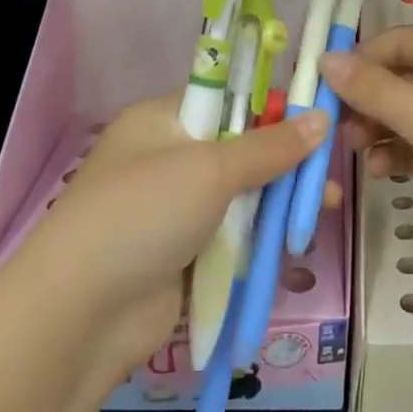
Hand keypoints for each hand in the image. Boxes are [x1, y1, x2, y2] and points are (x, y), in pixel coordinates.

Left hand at [12, 94, 329, 371]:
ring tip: (326, 206)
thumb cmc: (143, 215)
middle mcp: (169, 158)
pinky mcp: (188, 252)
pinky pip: (237, 233)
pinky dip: (266, 234)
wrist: (82, 315)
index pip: (227, 97)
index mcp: (162, 121)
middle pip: (242, 147)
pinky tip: (299, 237)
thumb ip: (270, 147)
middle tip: (330, 167)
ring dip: (283, 198)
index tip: (319, 114)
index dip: (272, 103)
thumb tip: (323, 119)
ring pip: (245, 193)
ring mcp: (178, 208)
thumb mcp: (210, 169)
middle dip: (288, 158)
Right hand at [320, 27, 412, 292]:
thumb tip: (325, 59)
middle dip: (366, 100)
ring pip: (409, 117)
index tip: (319, 88)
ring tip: (357, 151)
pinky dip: (400, 156)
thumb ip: (372, 88)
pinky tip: (381, 172)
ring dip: (379, 130)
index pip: (397, 41)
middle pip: (401, 79)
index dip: (358, 60)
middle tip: (337, 128)